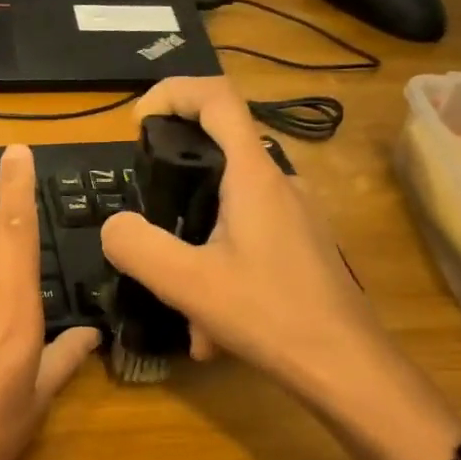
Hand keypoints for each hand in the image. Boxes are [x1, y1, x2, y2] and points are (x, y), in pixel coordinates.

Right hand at [99, 76, 387, 393]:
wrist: (346, 368)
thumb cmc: (269, 315)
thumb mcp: (187, 283)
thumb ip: (138, 247)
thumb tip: (114, 226)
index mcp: (254, 177)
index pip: (217, 99)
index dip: (173, 92)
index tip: (138, 121)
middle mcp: (280, 185)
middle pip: (217, 157)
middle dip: (173, 192)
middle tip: (148, 232)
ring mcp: (296, 218)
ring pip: (227, 214)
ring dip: (194, 253)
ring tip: (182, 309)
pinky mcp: (301, 248)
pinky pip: (246, 245)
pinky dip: (219, 276)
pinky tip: (211, 331)